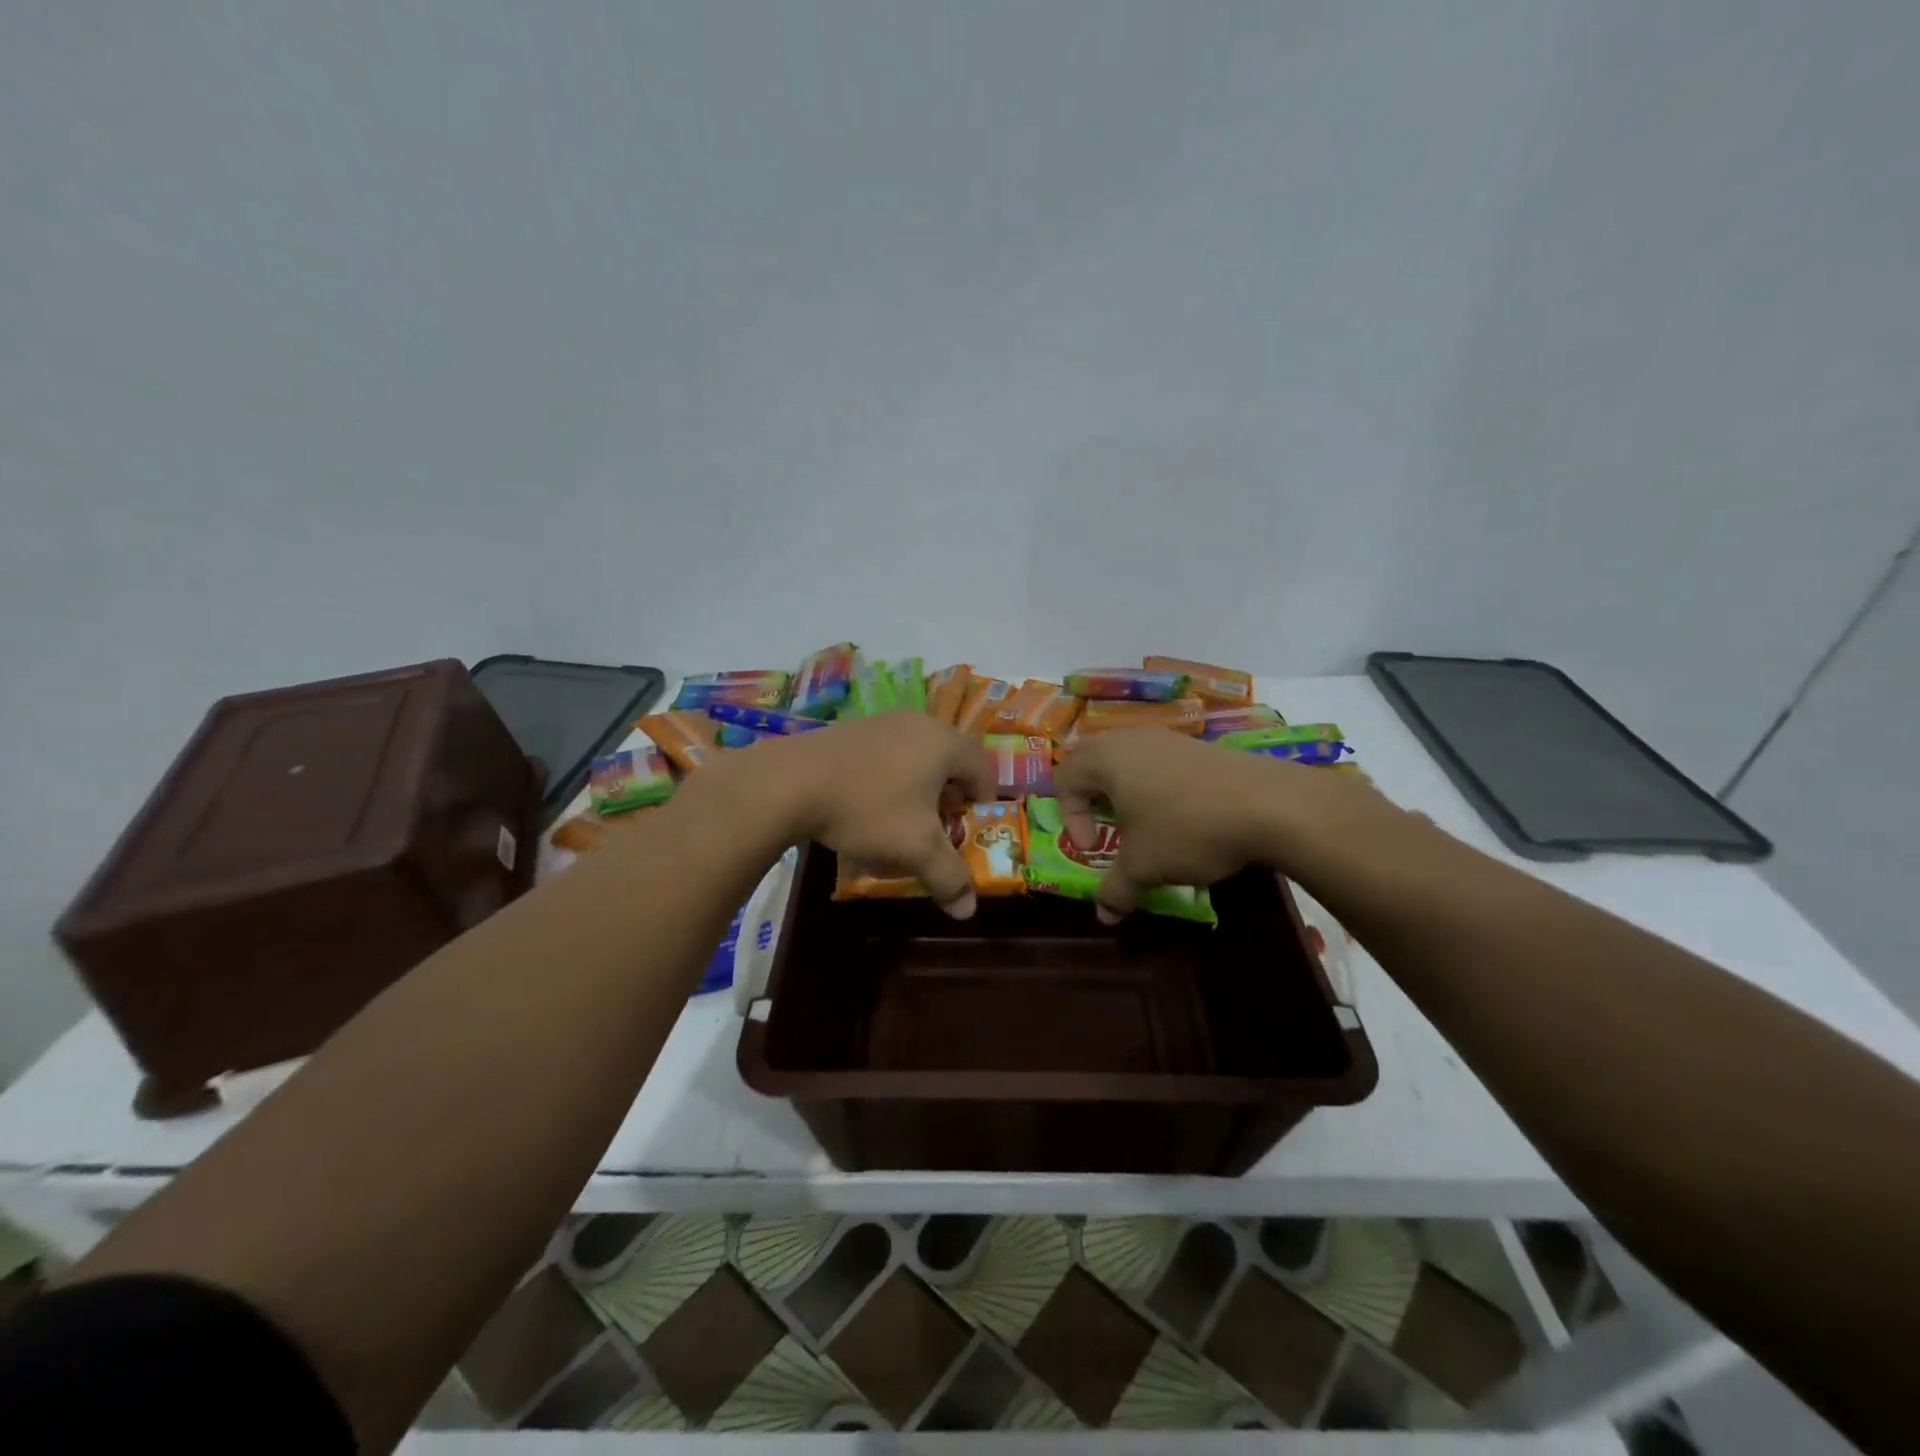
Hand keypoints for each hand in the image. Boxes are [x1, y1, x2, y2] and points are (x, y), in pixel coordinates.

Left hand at [751, 712, 993, 917]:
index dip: (984, 801)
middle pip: (950, 759)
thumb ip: (949, 877)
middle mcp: (918, 722)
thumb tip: (968, 910)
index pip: (984, 767)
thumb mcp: (916, 849)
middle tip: (939, 826)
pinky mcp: (851, 729)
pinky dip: (888, 778)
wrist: (790, 781)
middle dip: (949, 796)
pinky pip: (885, 753)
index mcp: (944, 742)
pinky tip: (865, 805)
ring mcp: (882, 721)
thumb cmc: (868, 809)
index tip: (970, 828)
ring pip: (916, 755)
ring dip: (918, 787)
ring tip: (901, 819)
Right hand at [1052, 729, 1391, 921]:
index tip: (1095, 848)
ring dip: (1124, 792)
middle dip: (1092, 798)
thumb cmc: (1187, 829)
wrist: (1269, 805)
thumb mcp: (1145, 867)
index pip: (1065, 778)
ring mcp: (1166, 738)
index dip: (1071, 818)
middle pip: (1091, 760)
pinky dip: (1155, 787)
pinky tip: (1180, 815)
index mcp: (1105, 759)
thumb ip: (1116, 889)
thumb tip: (1104, 916)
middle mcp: (1130, 739)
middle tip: (1107, 828)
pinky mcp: (1197, 746)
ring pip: (1126, 760)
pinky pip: (1158, 762)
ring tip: (1143, 824)